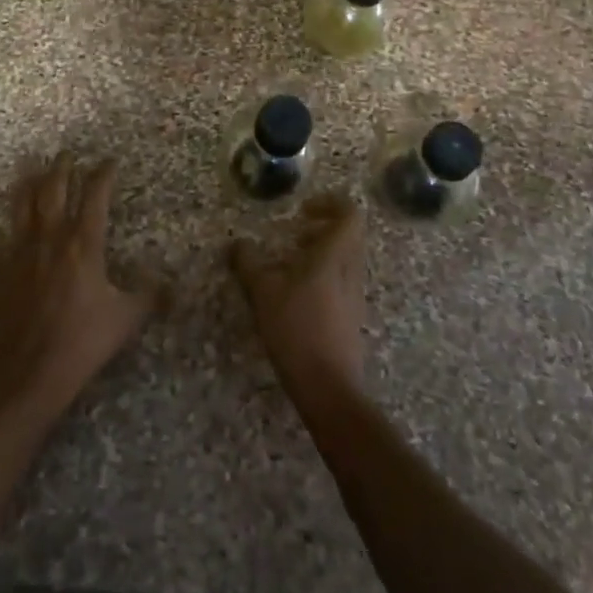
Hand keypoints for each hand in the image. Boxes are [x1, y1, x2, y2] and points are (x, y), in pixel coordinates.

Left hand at [0, 154, 152, 422]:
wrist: (28, 371)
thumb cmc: (81, 342)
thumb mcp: (126, 320)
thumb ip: (148, 297)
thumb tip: (170, 285)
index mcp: (84, 243)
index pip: (95, 195)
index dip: (103, 174)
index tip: (109, 161)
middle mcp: (50, 236)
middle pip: (53, 188)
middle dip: (61, 167)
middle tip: (66, 154)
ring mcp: (19, 251)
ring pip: (21, 205)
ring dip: (27, 185)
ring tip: (32, 172)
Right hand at [230, 196, 366, 397]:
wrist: (328, 388)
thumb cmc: (297, 329)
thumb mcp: (263, 292)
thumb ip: (249, 263)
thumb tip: (237, 244)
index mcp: (335, 255)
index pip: (349, 214)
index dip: (329, 203)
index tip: (303, 210)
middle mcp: (351, 271)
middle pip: (349, 236)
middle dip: (322, 229)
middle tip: (295, 236)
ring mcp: (355, 296)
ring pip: (345, 260)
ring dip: (322, 254)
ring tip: (290, 266)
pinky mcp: (352, 319)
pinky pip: (342, 283)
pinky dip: (323, 277)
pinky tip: (297, 297)